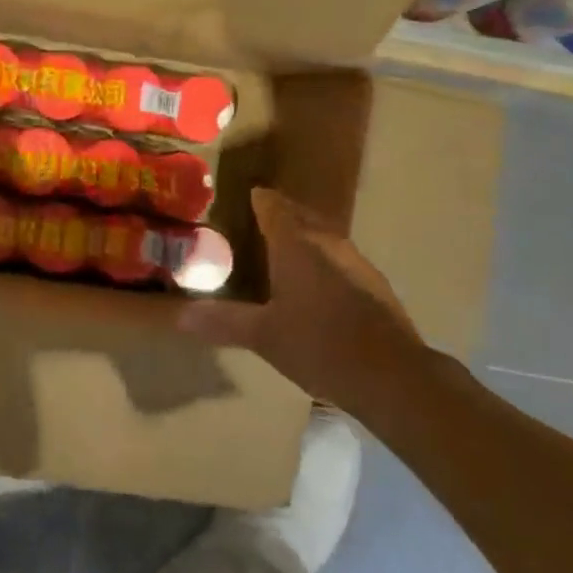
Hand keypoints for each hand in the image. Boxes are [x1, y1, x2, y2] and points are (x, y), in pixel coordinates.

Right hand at [176, 187, 429, 408]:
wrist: (393, 376)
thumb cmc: (320, 346)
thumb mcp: (264, 336)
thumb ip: (223, 321)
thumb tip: (180, 314)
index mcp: (297, 244)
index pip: (274, 206)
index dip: (259, 199)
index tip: (245, 196)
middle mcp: (327, 242)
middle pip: (301, 215)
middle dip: (281, 213)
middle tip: (257, 221)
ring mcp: (356, 261)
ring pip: (324, 236)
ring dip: (304, 236)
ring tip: (283, 249)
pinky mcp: (374, 285)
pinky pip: (339, 258)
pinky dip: (323, 260)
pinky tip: (317, 284)